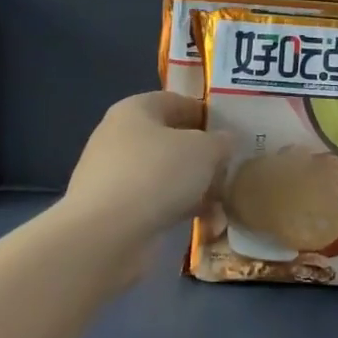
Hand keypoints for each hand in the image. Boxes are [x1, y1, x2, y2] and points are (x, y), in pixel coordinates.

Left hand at [63, 92, 233, 244]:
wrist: (105, 235)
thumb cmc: (157, 174)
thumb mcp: (204, 150)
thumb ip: (221, 141)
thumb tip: (226, 141)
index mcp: (135, 110)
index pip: (176, 101)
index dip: (206, 114)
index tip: (232, 133)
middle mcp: (118, 137)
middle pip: (170, 140)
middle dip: (202, 156)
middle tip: (230, 169)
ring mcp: (112, 175)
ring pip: (164, 174)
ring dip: (193, 187)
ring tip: (222, 203)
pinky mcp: (112, 210)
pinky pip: (154, 203)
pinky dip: (177, 209)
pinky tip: (204, 224)